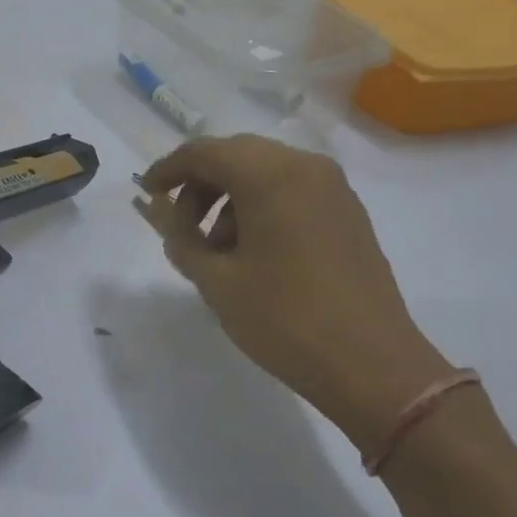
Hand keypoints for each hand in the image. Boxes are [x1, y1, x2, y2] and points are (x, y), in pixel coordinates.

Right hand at [141, 135, 451, 450]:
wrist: (370, 364)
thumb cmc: (284, 320)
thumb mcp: (218, 283)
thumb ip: (182, 240)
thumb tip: (163, 215)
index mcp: (272, 176)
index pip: (206, 153)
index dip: (169, 169)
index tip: (146, 192)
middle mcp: (307, 168)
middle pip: (238, 156)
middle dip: (201, 185)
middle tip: (180, 228)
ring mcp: (334, 190)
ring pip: (266, 174)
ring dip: (230, 200)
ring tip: (216, 252)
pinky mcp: (348, 215)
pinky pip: (293, 193)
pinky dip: (261, 209)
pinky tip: (252, 254)